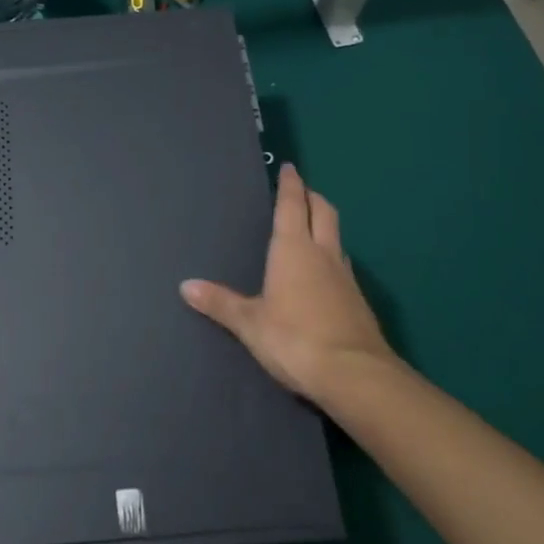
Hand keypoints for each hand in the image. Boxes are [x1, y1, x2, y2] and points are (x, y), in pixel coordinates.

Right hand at [180, 163, 393, 404]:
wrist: (355, 376)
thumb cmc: (294, 339)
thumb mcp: (250, 323)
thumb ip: (220, 303)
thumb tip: (185, 286)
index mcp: (293, 249)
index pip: (292, 205)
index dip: (290, 184)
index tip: (289, 167)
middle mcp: (322, 254)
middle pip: (323, 211)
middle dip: (312, 196)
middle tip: (301, 190)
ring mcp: (345, 276)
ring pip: (337, 236)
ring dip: (325, 224)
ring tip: (311, 227)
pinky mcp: (358, 300)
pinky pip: (342, 264)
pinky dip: (331, 254)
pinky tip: (323, 272)